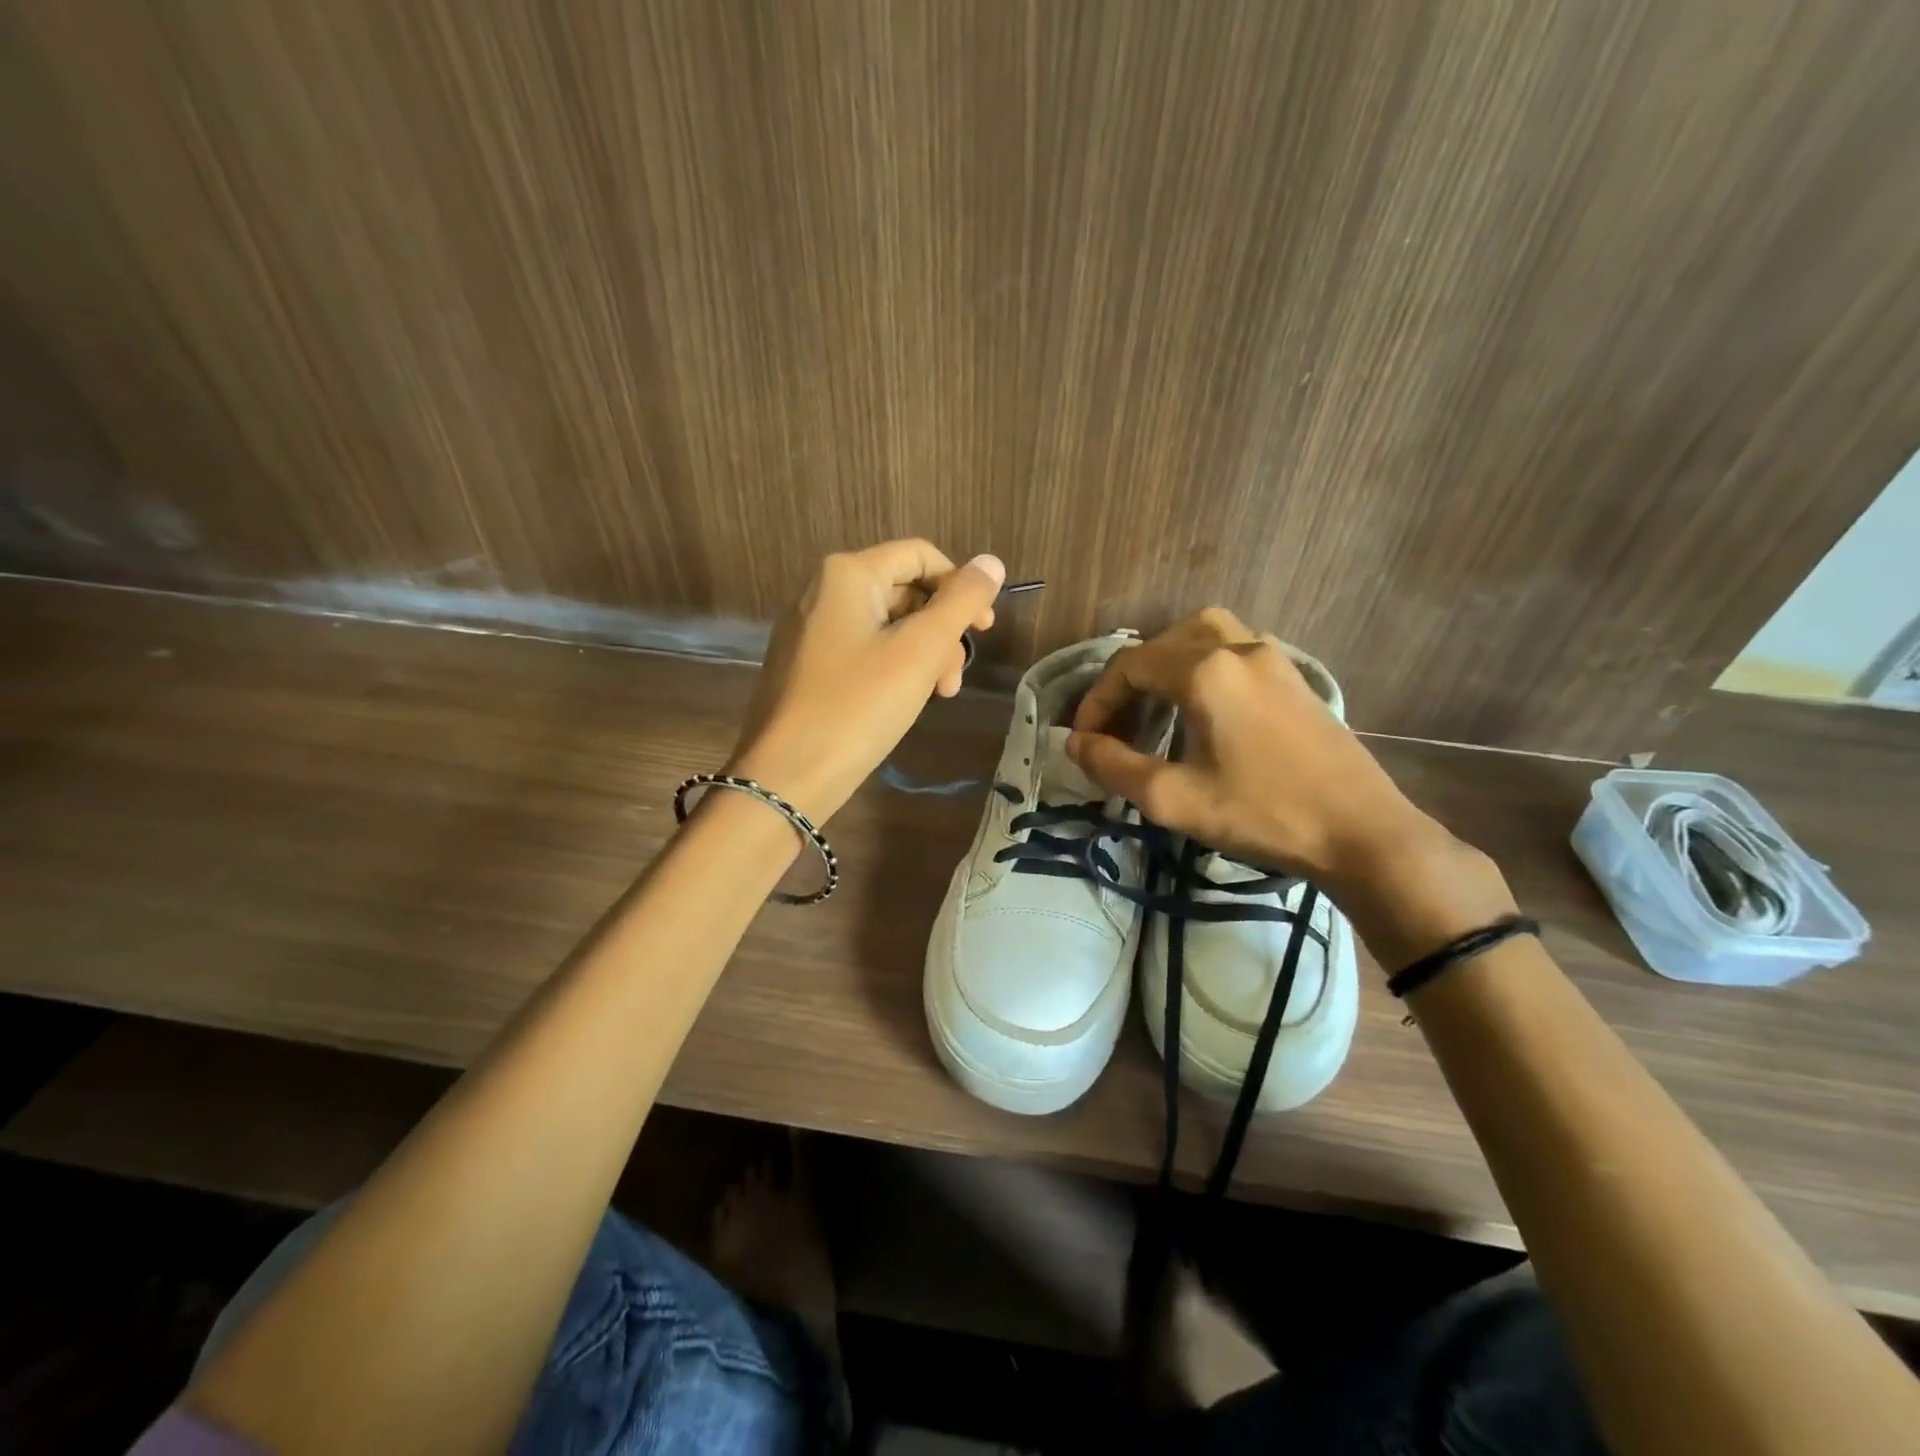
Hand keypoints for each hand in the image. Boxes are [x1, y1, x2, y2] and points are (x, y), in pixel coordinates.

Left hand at [727, 540, 1005, 822]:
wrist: (786, 777)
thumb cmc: (858, 706)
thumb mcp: (920, 650)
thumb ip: (961, 602)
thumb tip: (992, 562)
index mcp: (847, 575)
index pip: (920, 555)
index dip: (960, 585)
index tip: (984, 628)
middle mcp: (823, 591)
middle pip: (904, 591)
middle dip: (941, 631)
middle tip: (955, 678)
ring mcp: (810, 630)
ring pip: (886, 626)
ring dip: (923, 655)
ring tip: (938, 696)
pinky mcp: (807, 666)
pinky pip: (863, 651)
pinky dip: (893, 669)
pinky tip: (905, 702)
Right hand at [1065, 608, 1432, 887]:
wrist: (1363, 833)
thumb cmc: (1264, 814)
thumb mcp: (1175, 799)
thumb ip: (1114, 766)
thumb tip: (1074, 743)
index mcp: (1207, 670)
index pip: (1130, 666)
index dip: (1097, 701)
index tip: (1083, 741)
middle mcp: (1239, 647)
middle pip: (1163, 643)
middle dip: (1129, 682)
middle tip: (1118, 726)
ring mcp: (1274, 657)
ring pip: (1202, 636)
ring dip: (1167, 665)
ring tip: (1155, 708)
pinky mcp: (1295, 676)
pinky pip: (1234, 650)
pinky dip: (1202, 668)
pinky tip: (1202, 711)